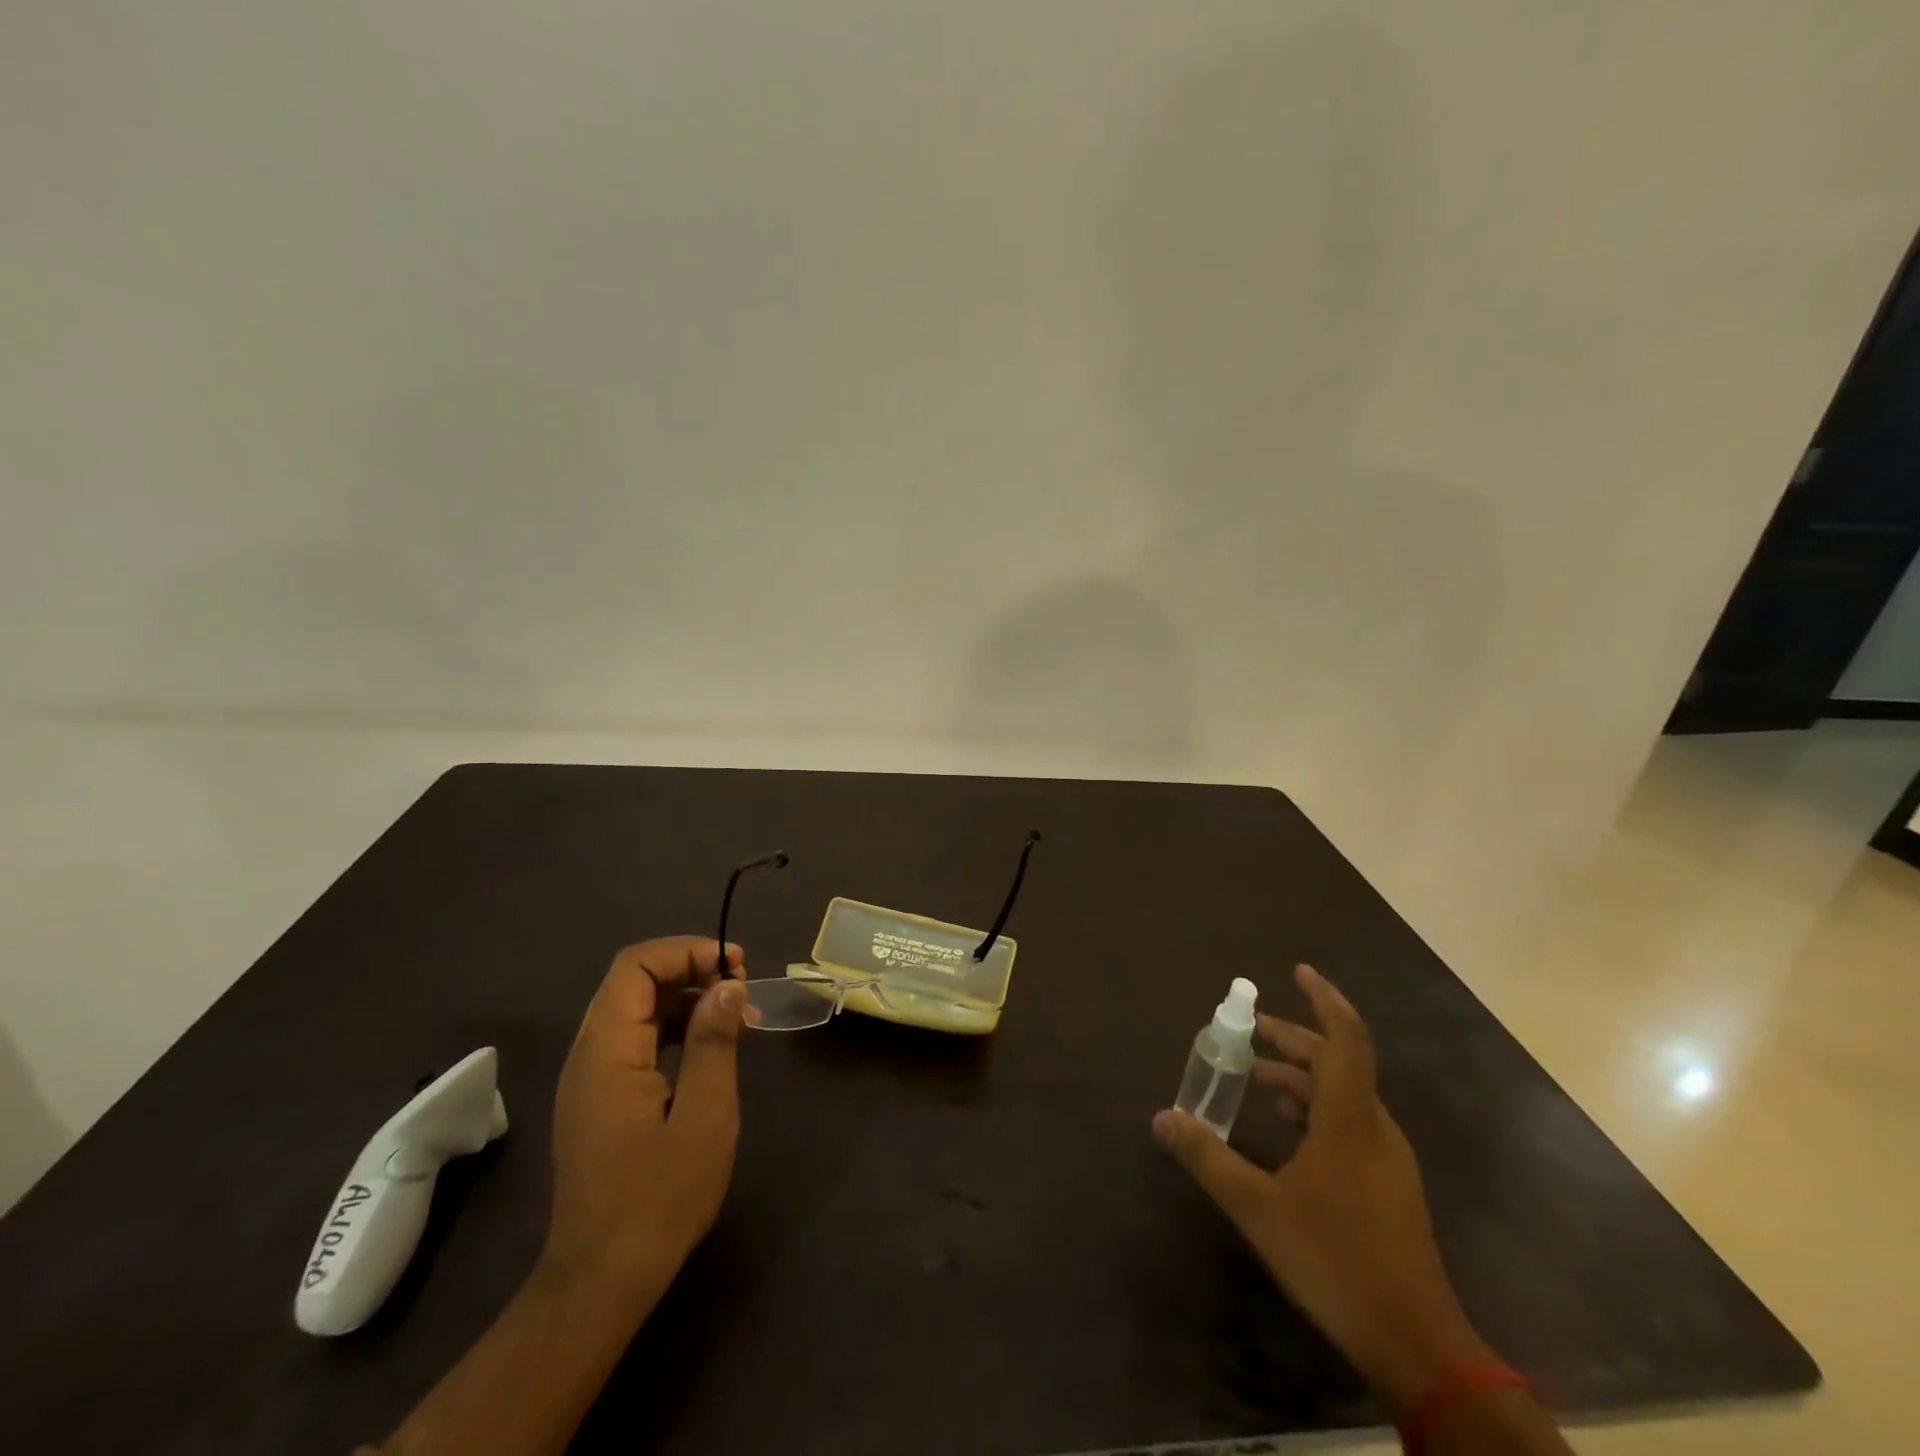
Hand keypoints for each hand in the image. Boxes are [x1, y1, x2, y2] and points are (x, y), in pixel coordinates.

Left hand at [541, 936, 747, 1302]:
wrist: (602, 1281)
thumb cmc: (658, 1199)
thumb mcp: (704, 1117)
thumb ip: (715, 1043)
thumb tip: (727, 986)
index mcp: (607, 1052)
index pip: (635, 966)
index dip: (686, 952)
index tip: (734, 967)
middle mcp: (590, 1055)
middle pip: (634, 981)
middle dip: (690, 969)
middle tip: (741, 986)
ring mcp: (592, 1078)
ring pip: (637, 1009)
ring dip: (686, 997)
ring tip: (736, 1013)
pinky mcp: (602, 1099)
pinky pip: (637, 1040)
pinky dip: (675, 1027)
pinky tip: (712, 1045)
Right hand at [1154, 964, 1491, 1413]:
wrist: (1417, 1344)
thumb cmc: (1336, 1261)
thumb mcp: (1258, 1209)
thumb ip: (1208, 1158)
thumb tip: (1162, 1118)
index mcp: (1349, 1119)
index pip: (1345, 1038)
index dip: (1324, 999)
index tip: (1298, 972)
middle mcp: (1374, 1127)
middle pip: (1338, 1061)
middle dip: (1295, 1040)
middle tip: (1252, 1032)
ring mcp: (1387, 1158)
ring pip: (1344, 1094)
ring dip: (1302, 1076)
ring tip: (1258, 1077)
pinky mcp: (1389, 1185)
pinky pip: (1350, 1122)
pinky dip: (1316, 1108)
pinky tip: (1288, 1129)